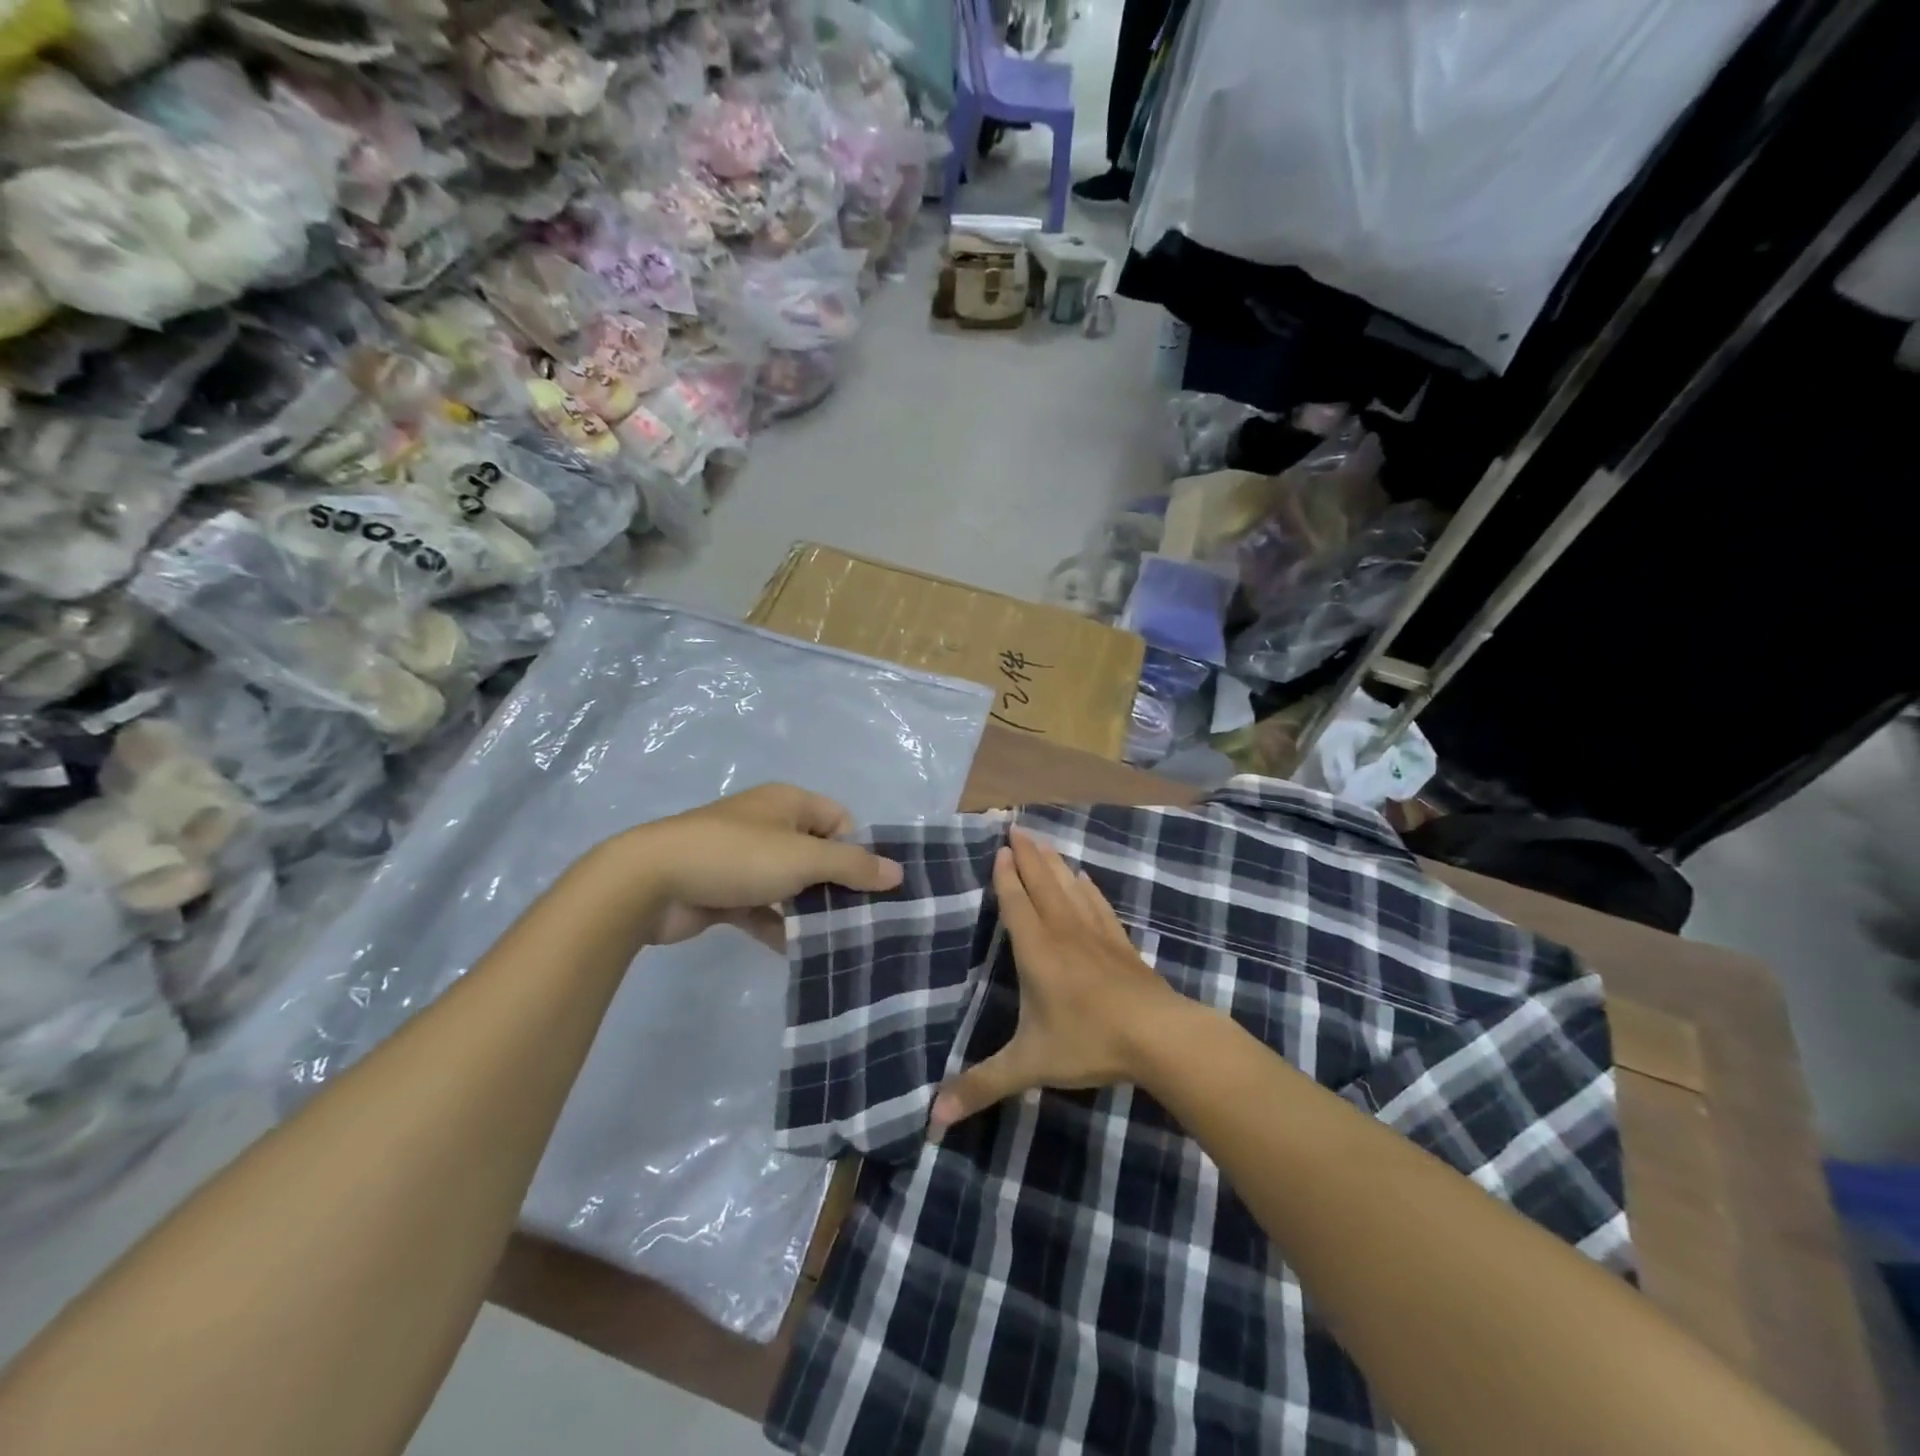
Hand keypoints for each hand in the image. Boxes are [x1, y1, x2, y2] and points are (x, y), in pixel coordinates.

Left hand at [601, 784, 901, 949]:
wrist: (651, 882)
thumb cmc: (737, 856)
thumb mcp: (804, 858)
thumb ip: (853, 865)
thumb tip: (898, 872)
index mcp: (788, 803)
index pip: (839, 820)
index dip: (857, 850)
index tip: (870, 887)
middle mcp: (768, 825)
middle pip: (817, 854)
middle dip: (837, 885)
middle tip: (860, 919)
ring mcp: (744, 859)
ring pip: (790, 884)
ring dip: (808, 909)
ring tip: (836, 940)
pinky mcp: (724, 891)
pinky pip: (762, 908)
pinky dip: (777, 926)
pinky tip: (795, 950)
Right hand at [930, 827, 1178, 1132]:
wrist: (1159, 1037)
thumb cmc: (1089, 1043)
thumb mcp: (1029, 1066)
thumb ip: (982, 1086)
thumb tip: (932, 1117)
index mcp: (1037, 951)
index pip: (1016, 903)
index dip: (1006, 876)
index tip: (999, 848)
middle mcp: (1064, 932)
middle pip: (1042, 883)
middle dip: (1028, 855)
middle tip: (1016, 826)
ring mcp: (1096, 935)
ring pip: (1070, 888)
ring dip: (1055, 862)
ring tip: (1044, 840)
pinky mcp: (1122, 944)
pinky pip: (1099, 906)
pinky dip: (1089, 888)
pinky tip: (1086, 878)